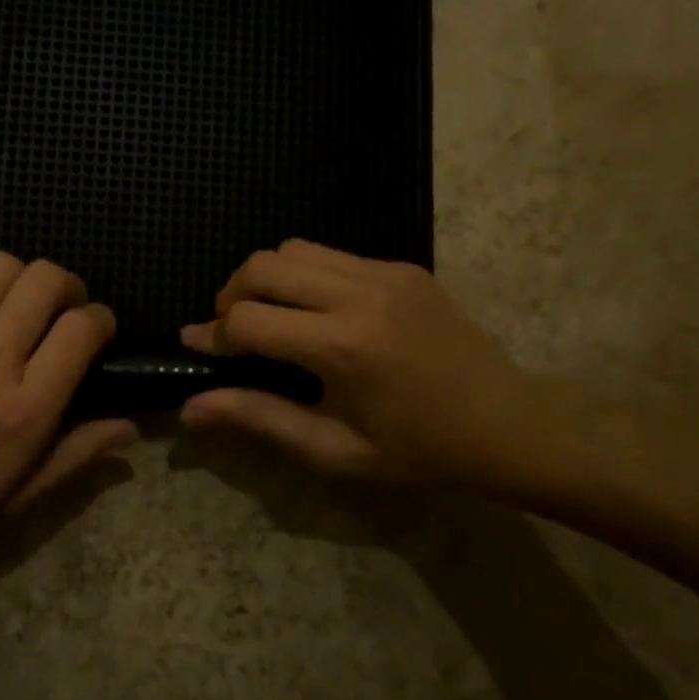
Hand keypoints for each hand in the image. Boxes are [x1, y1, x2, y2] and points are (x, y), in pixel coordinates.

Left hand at [0, 254, 135, 553]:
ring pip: (0, 265)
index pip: (82, 330)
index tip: (95, 333)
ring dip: (19, 279)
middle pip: (46, 279)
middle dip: (66, 286)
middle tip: (59, 311)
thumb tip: (131, 426)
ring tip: (12, 306)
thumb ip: (77, 455)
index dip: (101, 320)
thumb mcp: (16, 498)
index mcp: (26, 409)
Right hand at [179, 240, 566, 491]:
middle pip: (262, 266)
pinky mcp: (402, 266)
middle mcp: (359, 295)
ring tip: (271, 317)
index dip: (213, 336)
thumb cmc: (418, 450)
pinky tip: (317, 314)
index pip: (248, 320)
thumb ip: (259, 419)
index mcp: (342, 347)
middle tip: (233, 332)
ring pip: (294, 248)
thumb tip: (190, 408)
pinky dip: (306, 276)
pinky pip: (332, 256)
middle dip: (231, 296)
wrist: (508, 423)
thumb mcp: (334, 449)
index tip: (198, 349)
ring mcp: (384, 273)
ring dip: (267, 279)